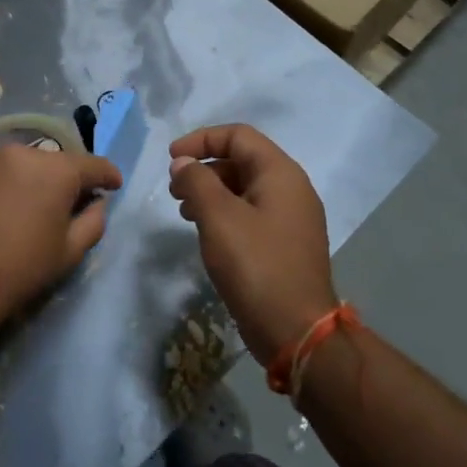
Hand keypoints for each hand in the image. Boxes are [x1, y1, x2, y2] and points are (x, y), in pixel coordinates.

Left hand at [0, 142, 122, 323]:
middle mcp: (25, 152)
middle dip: (71, 179)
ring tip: (41, 205)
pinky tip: (13, 206)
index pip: (93, 165)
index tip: (115, 185)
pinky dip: (15, 182)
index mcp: (57, 170)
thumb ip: (93, 221)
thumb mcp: (70, 250)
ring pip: (29, 164)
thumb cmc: (23, 267)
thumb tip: (96, 203)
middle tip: (76, 202)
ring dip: (40, 179)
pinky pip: (4, 170)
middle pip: (59, 162)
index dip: (108, 176)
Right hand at [169, 125, 334, 362]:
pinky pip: (251, 214)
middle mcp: (291, 189)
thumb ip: (196, 181)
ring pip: (244, 189)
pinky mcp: (285, 245)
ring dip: (210, 192)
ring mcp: (291, 219)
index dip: (201, 140)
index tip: (171, 159)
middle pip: (242, 160)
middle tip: (173, 190)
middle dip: (204, 168)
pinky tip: (206, 233)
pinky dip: (224, 214)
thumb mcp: (218, 217)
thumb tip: (183, 163)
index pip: (238, 136)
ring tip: (183, 212)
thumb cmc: (256, 265)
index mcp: (281, 173)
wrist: (296, 330)